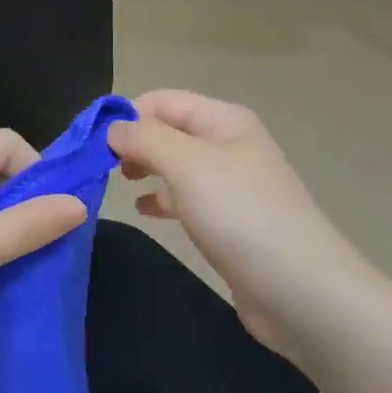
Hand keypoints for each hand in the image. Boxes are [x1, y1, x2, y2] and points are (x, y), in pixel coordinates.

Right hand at [107, 91, 347, 356]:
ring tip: (115, 184)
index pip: (162, 100)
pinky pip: (184, 197)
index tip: (90, 142)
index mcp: (224, 120)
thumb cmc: (241, 216)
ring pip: (174, 164)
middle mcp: (228, 145)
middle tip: (99, 166)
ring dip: (143, 168)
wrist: (301, 292)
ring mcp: (230, 185)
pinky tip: (143, 210)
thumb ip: (144, 138)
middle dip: (132, 142)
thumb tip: (112, 128)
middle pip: (167, 130)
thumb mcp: (187, 164)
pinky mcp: (229, 221)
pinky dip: (160, 198)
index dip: (126, 114)